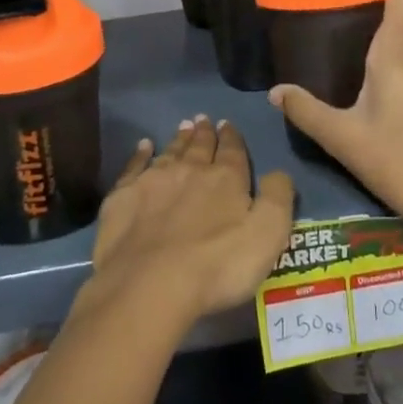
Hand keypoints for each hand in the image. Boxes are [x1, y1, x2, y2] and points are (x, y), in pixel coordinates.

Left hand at [83, 116, 294, 328]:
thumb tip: (279, 172)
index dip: (232, 137)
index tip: (227, 124)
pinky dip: (140, 154)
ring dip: (179, 139)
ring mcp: (153, 181)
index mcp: (226, 179)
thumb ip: (278, 198)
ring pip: (170, 151)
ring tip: (184, 126)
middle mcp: (190, 170)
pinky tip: (143, 146)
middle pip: (199, 146)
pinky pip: (134, 166)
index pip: (232, 151)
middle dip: (204, 132)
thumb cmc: (218, 264)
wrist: (150, 284)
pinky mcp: (123, 196)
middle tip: (203, 119)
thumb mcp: (268, 234)